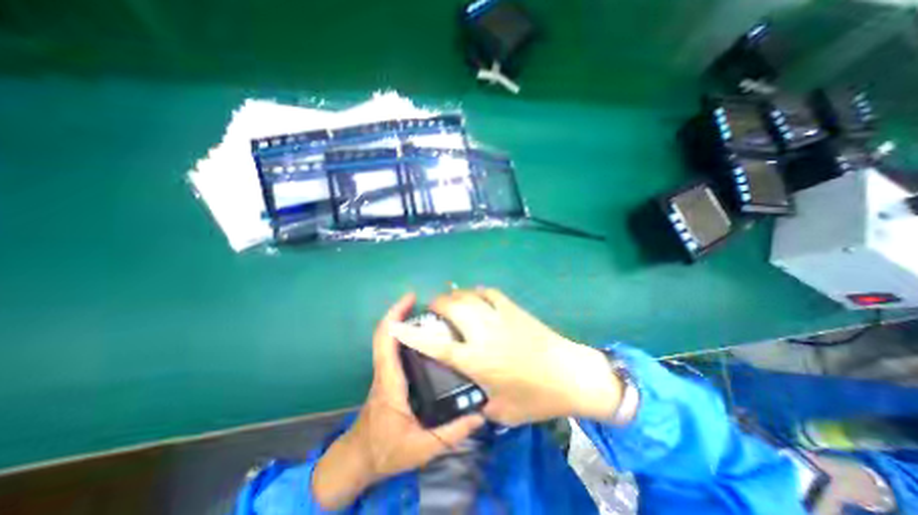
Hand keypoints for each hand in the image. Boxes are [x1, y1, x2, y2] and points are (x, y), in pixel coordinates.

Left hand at [311, 291, 482, 508]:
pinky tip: (422, 335)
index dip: (394, 316)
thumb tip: (479, 414)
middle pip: (385, 334)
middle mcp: (385, 371)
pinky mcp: (388, 375)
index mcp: (390, 382)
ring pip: (387, 339)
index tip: (410, 299)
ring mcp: (384, 372)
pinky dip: (402, 334)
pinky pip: (392, 348)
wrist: (359, 459)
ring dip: (400, 320)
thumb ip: (452, 433)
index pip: (386, 342)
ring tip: (426, 314)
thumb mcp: (422, 448)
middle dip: (398, 312)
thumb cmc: (387, 452)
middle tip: (419, 300)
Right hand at [390, 289, 618, 425]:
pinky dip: (477, 292)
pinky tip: (475, 296)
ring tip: (451, 302)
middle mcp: (483, 333)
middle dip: (437, 304)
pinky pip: (489, 292)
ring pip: (469, 296)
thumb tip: (470, 397)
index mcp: (477, 360)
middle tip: (433, 310)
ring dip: (455, 295)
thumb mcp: (502, 412)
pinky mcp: (513, 309)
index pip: (436, 346)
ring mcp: (499, 317)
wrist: (571, 374)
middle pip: (452, 307)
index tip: (396, 326)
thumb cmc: (536, 397)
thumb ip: (479, 405)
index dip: (413, 335)